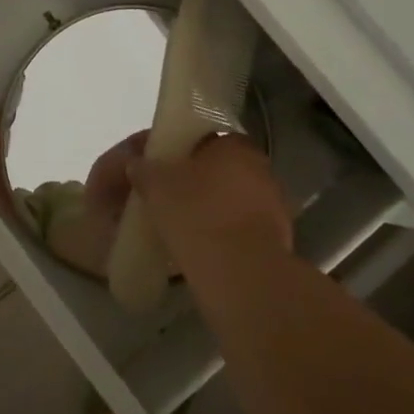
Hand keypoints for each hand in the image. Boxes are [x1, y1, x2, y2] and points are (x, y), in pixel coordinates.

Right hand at [129, 134, 292, 276]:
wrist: (241, 273)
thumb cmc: (197, 214)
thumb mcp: (157, 186)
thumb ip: (145, 170)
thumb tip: (136, 164)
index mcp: (235, 145)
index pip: (205, 140)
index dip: (181, 153)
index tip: (164, 170)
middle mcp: (261, 168)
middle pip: (221, 171)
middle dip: (198, 183)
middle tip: (170, 199)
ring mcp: (274, 206)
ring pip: (233, 201)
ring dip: (213, 210)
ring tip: (183, 227)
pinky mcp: (277, 240)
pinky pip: (242, 229)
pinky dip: (225, 234)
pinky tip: (203, 248)